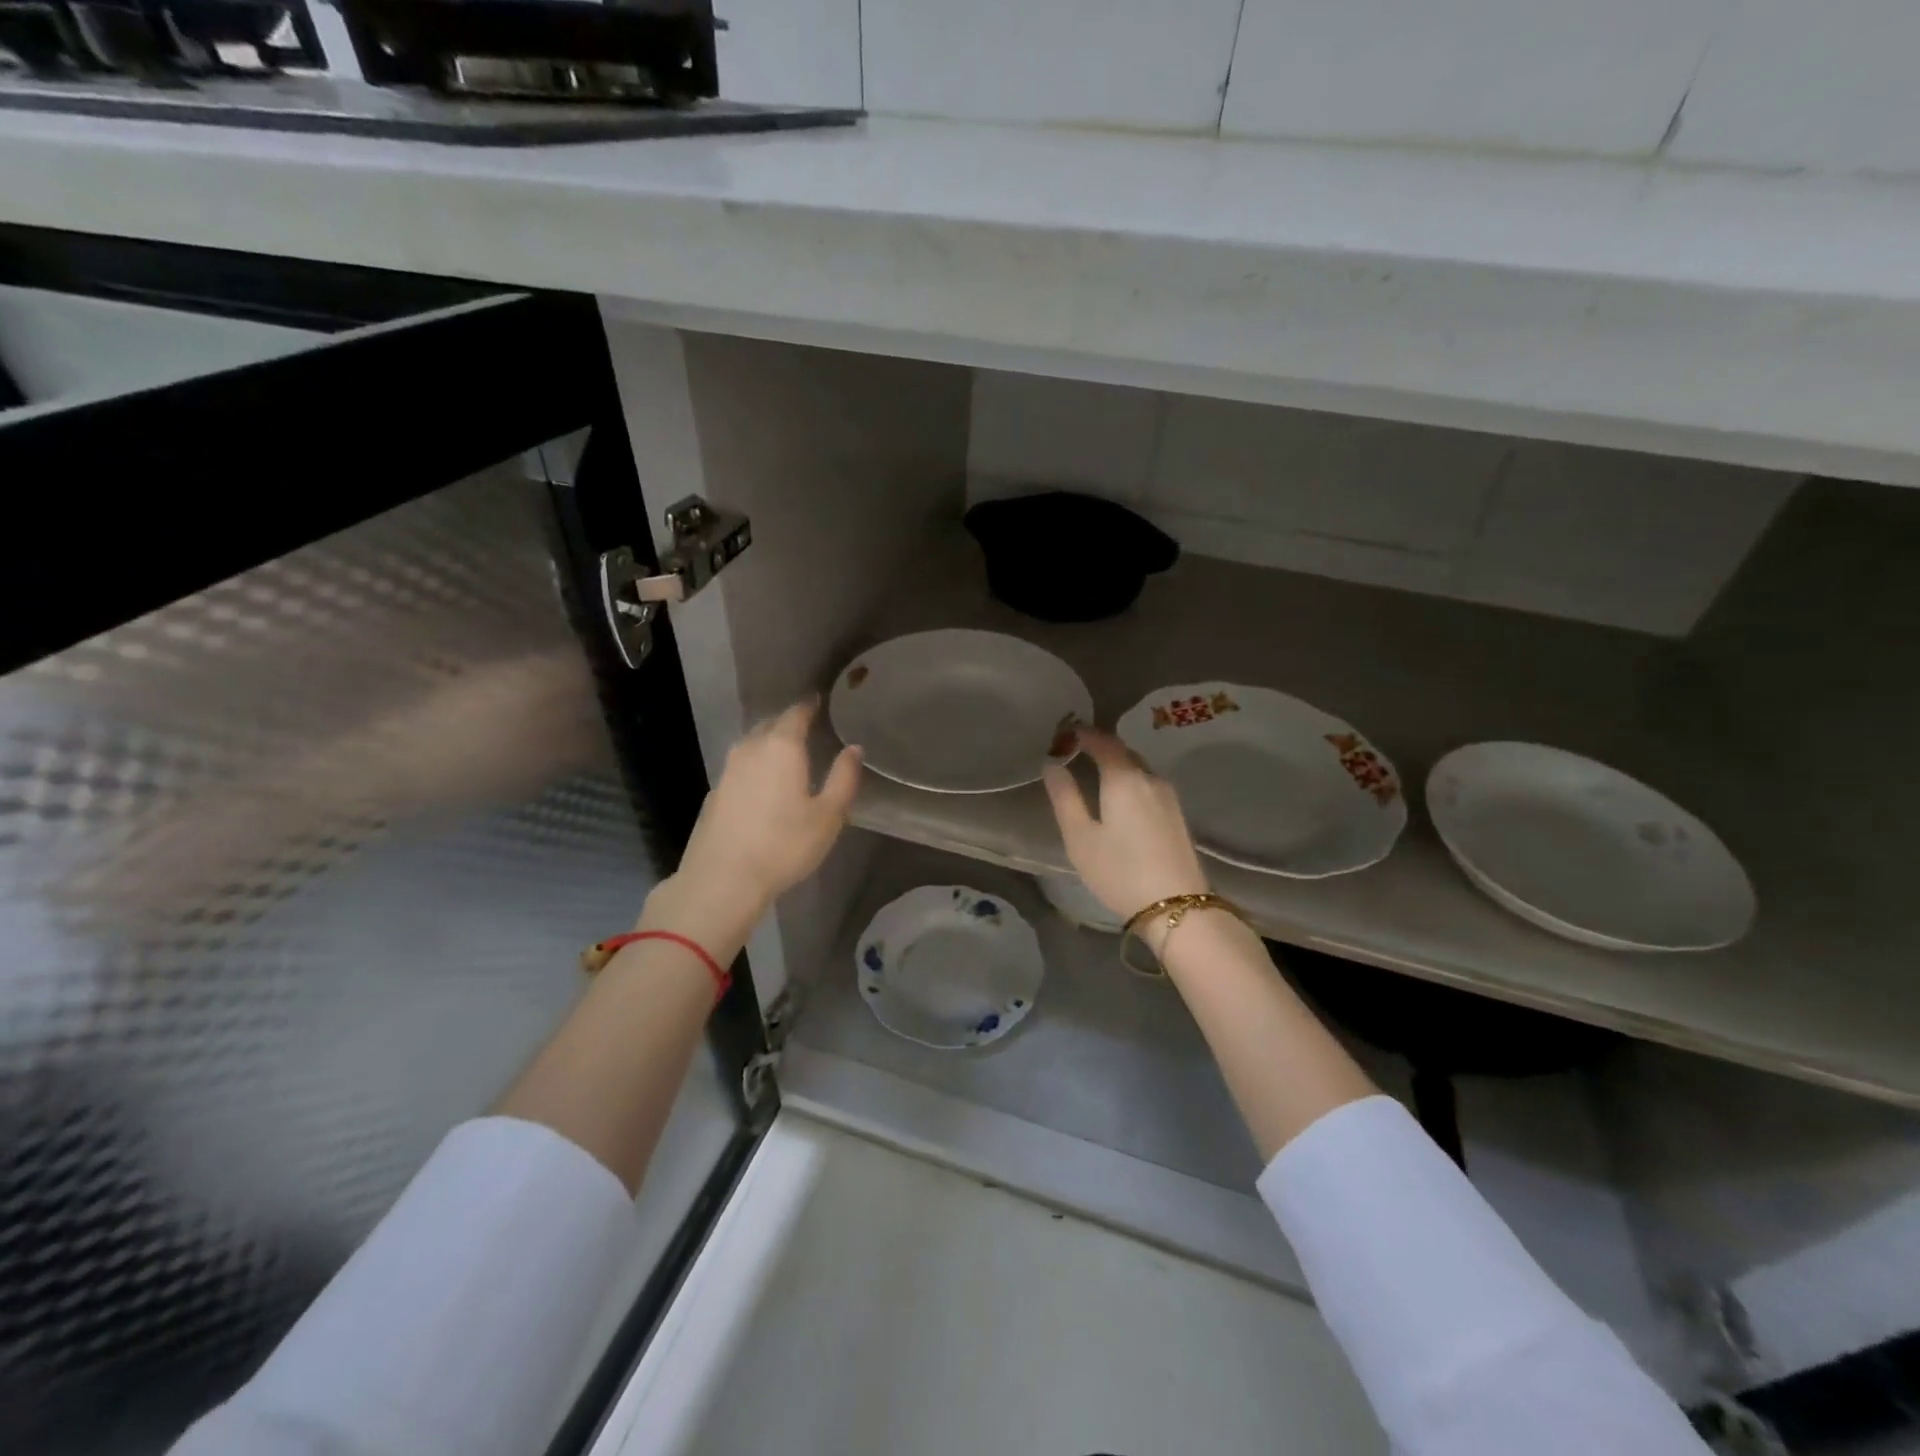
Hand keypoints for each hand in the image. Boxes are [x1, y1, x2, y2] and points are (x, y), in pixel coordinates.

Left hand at [643, 698, 861, 950]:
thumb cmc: (784, 845)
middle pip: (770, 725)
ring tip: (787, 753)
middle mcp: (751, 748)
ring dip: (769, 743)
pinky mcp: (715, 792)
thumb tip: (854, 748)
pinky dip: (755, 765)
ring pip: (752, 744)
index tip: (819, 701)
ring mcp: (728, 770)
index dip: (809, 705)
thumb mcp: (828, 815)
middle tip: (807, 726)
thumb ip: (843, 778)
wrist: (723, 879)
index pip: (796, 713)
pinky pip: (740, 766)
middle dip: (788, 722)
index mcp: (782, 746)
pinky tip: (763, 783)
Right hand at [1043, 727, 1209, 921]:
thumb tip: (1052, 764)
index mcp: (1124, 778)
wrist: (1176, 907)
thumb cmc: (1119, 872)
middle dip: (1100, 747)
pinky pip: (1148, 784)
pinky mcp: (1177, 814)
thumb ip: (1065, 797)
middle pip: (1123, 752)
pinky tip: (1119, 799)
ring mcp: (1168, 796)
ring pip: (1139, 768)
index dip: (1082, 734)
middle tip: (1075, 753)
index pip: (1103, 741)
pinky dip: (1130, 781)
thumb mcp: (1080, 837)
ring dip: (1117, 765)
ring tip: (1094, 775)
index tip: (1064, 734)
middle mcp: (1150, 777)